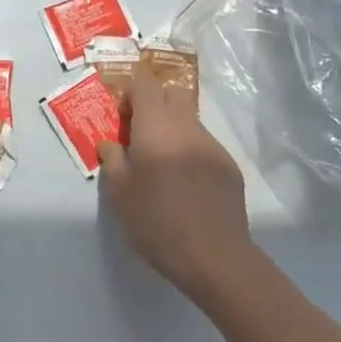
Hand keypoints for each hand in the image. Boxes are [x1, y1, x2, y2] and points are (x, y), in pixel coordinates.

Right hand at [98, 75, 252, 296]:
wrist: (214, 258)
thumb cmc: (157, 223)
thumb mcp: (120, 194)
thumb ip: (112, 159)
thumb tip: (111, 143)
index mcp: (156, 128)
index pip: (145, 83)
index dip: (131, 90)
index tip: (123, 114)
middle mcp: (186, 127)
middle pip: (172, 93)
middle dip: (154, 103)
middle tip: (140, 132)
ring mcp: (212, 145)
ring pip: (189, 119)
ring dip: (173, 128)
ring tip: (163, 163)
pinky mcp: (229, 165)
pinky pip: (204, 144)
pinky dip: (190, 151)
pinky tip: (186, 183)